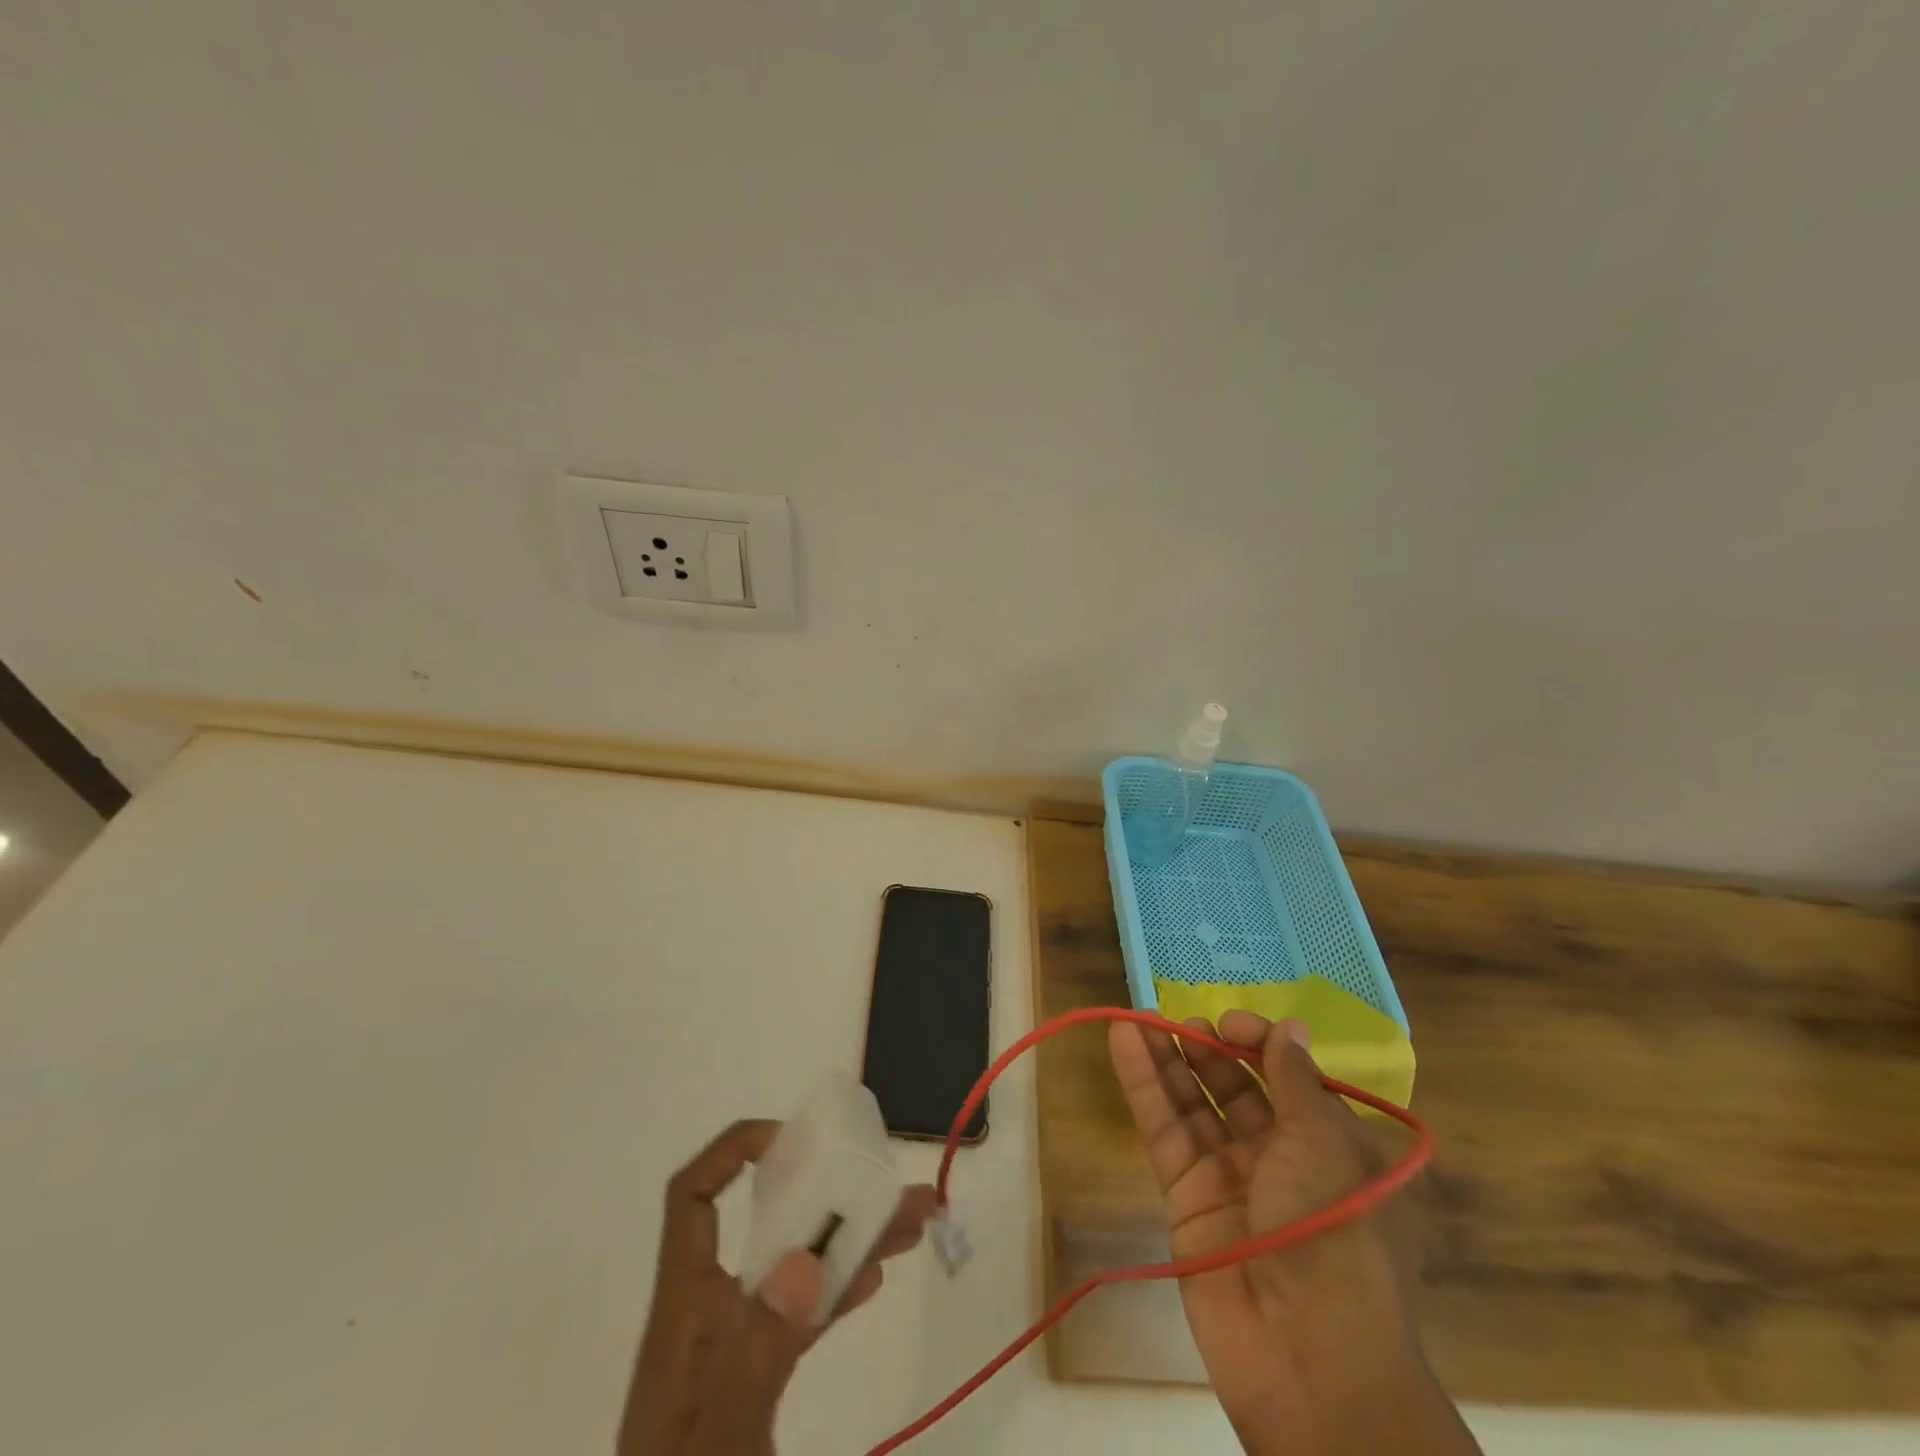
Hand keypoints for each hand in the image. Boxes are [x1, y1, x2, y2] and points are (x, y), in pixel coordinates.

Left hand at [618, 1119, 935, 1455]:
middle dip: (831, 1193)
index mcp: (687, 1301)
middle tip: (888, 1180)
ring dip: (852, 1238)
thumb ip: (761, 1345)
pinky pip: (803, 1312)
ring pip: (797, 1265)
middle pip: (770, 1223)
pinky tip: (875, 1275)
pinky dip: (839, 1287)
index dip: (733, 1152)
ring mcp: (734, 1340)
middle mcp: (710, 1306)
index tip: (791, 1142)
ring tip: (912, 1220)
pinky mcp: (755, 1375)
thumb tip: (804, 1260)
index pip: (694, 1197)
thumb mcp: (722, 1426)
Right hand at [1109, 1012, 1477, 1455]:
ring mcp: (1227, 1177)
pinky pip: (1163, 1130)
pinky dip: (1142, 1085)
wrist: (1308, 1358)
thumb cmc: (1331, 1232)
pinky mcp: (1185, 1197)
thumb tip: (1289, 1026)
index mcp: (1324, 1142)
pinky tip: (1124, 1042)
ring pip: (1190, 1103)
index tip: (1230, 1023)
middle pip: (1233, 1086)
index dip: (1257, 1043)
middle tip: (1177, 1020)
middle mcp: (1277, 1155)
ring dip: (1164, 1058)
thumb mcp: (1323, 1143)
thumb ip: (1294, 1080)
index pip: (1284, 1076)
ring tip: (1135, 1016)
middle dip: (1206, 1048)